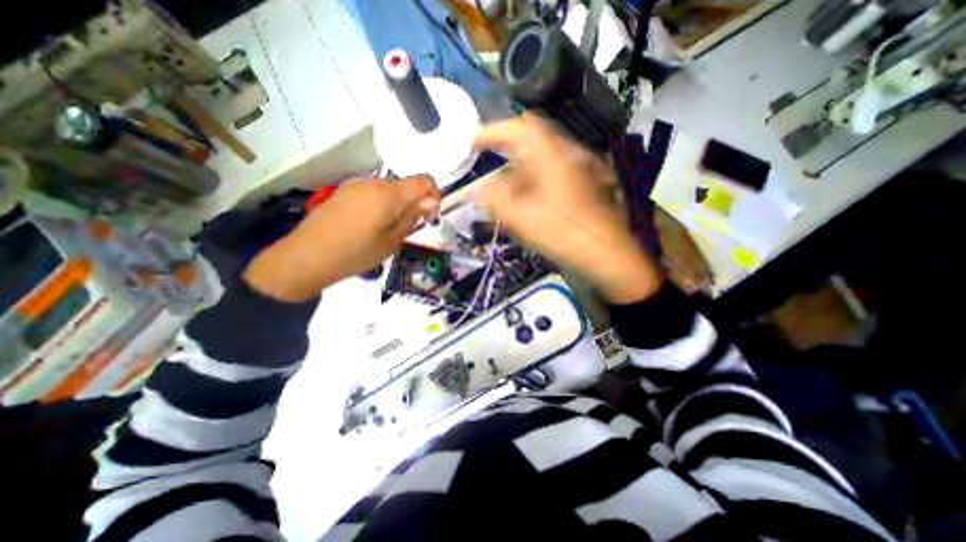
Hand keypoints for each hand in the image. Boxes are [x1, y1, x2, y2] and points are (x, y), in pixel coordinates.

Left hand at [245, 178, 441, 301]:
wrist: (307, 257)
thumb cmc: (357, 253)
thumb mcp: (392, 240)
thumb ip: (412, 217)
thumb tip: (430, 202)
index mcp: (389, 194)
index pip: (424, 181)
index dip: (434, 195)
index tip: (431, 215)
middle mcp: (373, 182)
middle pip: (406, 184)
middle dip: (415, 201)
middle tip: (411, 226)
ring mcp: (356, 185)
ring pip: (389, 189)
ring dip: (398, 204)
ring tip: (390, 228)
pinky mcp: (344, 191)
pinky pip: (372, 192)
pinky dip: (382, 204)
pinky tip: (372, 224)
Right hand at [474, 114, 664, 304]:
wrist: (607, 251)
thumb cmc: (564, 232)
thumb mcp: (522, 218)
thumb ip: (496, 201)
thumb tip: (481, 191)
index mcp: (550, 156)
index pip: (517, 128)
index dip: (491, 132)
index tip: (471, 143)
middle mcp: (563, 155)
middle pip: (528, 142)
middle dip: (504, 152)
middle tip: (487, 166)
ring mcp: (573, 169)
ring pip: (537, 161)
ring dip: (516, 171)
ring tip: (502, 192)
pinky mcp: (578, 185)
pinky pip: (546, 175)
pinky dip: (529, 183)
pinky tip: (523, 202)